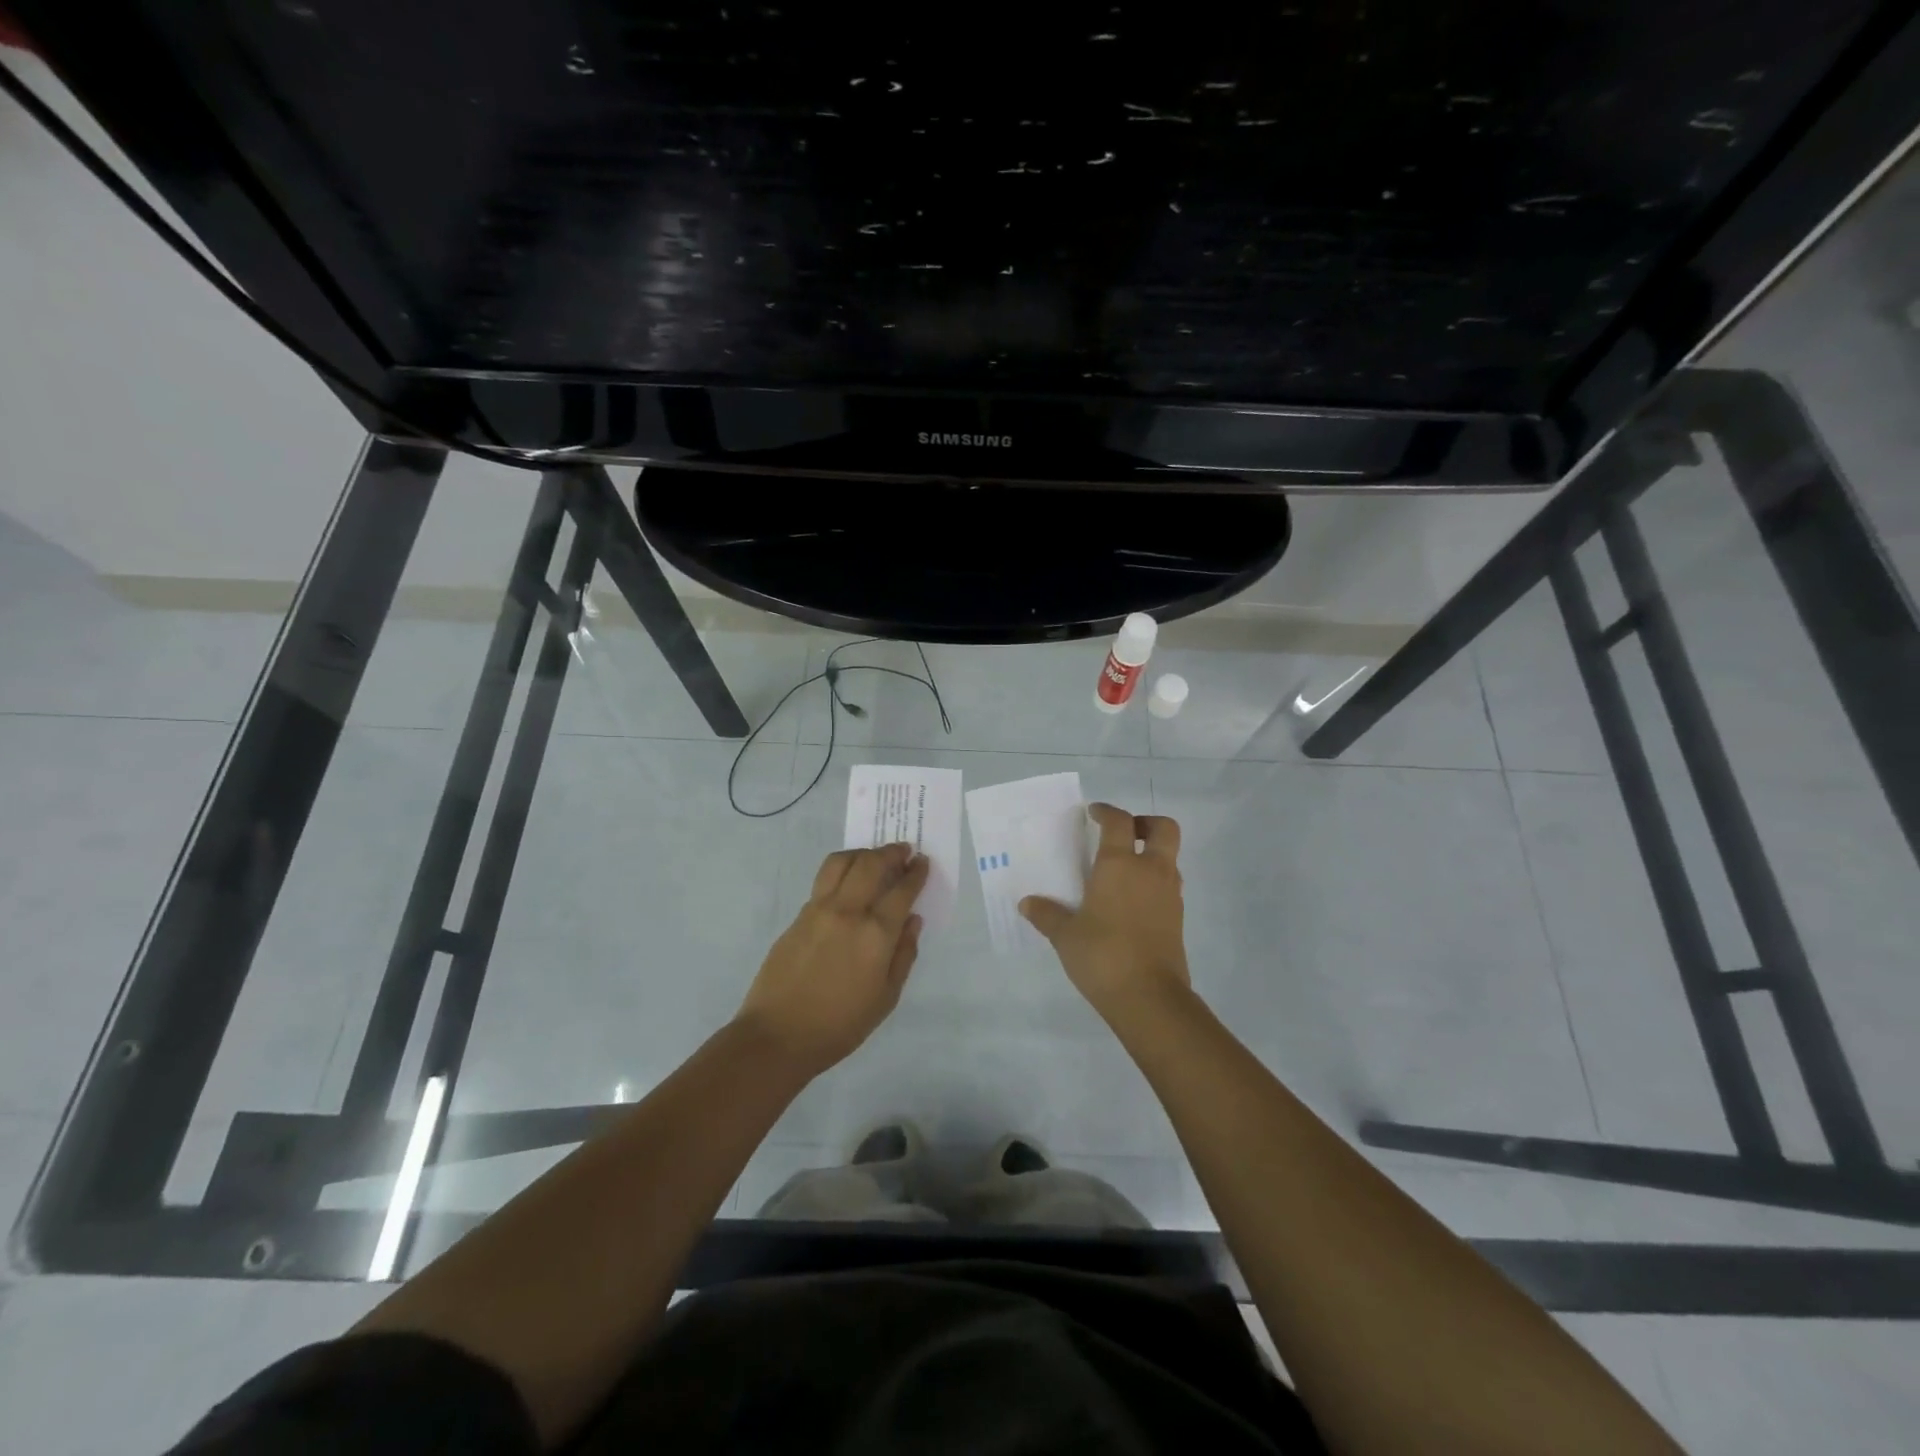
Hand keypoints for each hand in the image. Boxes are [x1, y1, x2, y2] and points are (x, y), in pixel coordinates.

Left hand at [737, 843, 928, 1075]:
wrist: (778, 1035)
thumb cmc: (840, 1025)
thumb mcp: (886, 998)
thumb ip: (904, 954)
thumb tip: (913, 920)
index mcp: (875, 934)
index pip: (901, 890)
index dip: (915, 873)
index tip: (922, 862)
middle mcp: (848, 911)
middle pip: (871, 864)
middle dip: (891, 853)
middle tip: (903, 851)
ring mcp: (819, 909)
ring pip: (842, 862)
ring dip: (863, 853)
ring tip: (873, 858)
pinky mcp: (799, 915)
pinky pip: (824, 879)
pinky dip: (842, 869)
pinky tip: (849, 881)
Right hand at [1020, 803, 1190, 1023]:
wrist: (1149, 998)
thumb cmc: (1102, 955)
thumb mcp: (1065, 936)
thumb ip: (1047, 915)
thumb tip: (1027, 904)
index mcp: (1120, 865)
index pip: (1119, 822)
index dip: (1107, 812)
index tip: (1094, 814)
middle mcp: (1150, 871)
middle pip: (1163, 828)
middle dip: (1145, 823)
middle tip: (1124, 834)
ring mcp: (1169, 894)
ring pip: (1169, 858)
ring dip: (1151, 855)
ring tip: (1123, 871)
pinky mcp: (1178, 919)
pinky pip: (1169, 886)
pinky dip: (1154, 883)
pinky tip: (1131, 903)